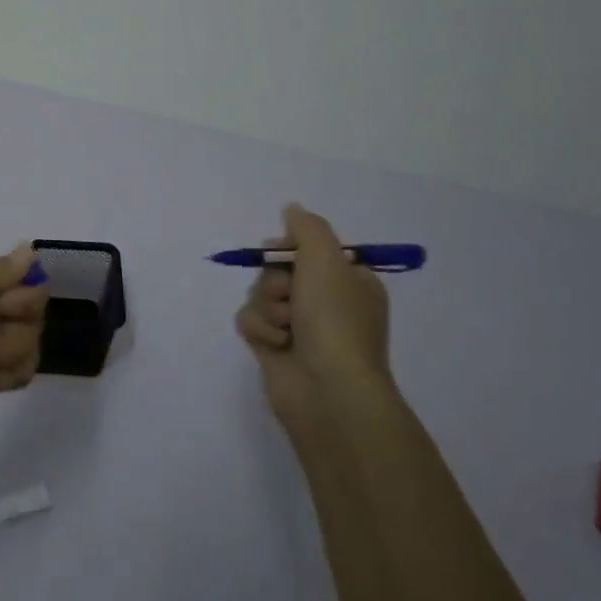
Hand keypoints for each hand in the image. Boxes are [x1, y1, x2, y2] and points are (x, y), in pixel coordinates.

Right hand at [236, 204, 392, 437]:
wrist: (327, 390)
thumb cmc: (334, 320)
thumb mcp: (326, 259)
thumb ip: (306, 227)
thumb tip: (292, 209)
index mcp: (349, 281)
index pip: (309, 249)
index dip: (290, 248)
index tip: (282, 252)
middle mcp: (326, 303)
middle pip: (279, 269)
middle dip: (275, 280)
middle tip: (289, 295)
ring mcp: (300, 327)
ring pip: (261, 294)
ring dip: (267, 306)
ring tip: (285, 328)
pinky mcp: (275, 347)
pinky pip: (251, 320)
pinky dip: (259, 328)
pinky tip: (275, 344)